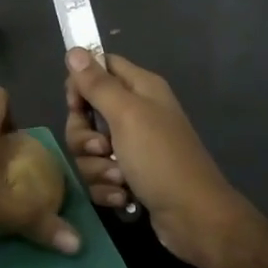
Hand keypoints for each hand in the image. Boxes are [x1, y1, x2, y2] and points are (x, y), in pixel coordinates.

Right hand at [65, 49, 249, 266]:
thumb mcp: (126, 115)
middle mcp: (136, 113)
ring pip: (90, 149)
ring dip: (98, 167)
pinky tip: (124, 196)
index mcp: (140, 89)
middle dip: (85, 137)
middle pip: (87, 114)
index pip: (101, 67)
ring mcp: (133, 148)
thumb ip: (97, 84)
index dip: (81, 84)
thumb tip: (73, 49)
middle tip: (102, 148)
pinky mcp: (130, 177)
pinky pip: (100, 175)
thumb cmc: (161, 159)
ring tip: (119, 178)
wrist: (193, 218)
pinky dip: (107, 187)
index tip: (75, 105)